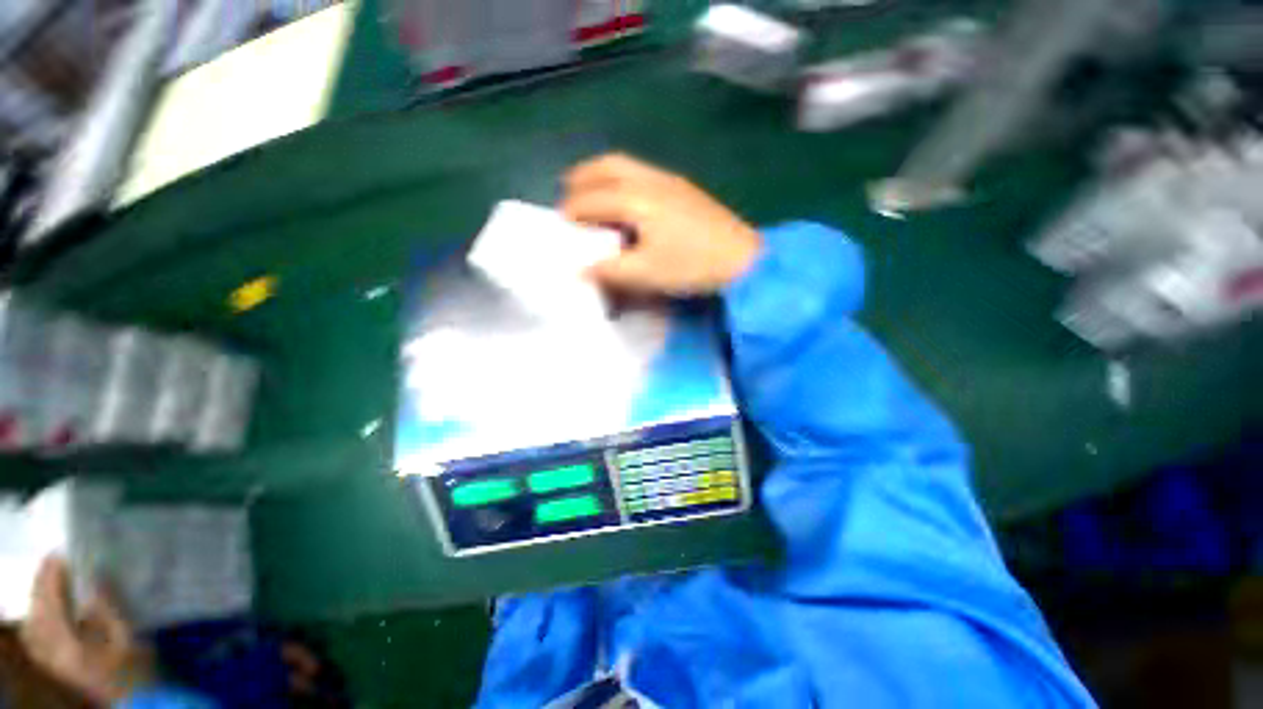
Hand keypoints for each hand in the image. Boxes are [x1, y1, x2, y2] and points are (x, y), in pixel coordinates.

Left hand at [20, 557, 154, 706]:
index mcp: (68, 646)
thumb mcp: (127, 639)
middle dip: (42, 586)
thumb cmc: (135, 668)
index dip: (52, 579)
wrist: (134, 701)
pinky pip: (35, 635)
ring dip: (38, 599)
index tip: (61, 556)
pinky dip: (38, 616)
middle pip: (37, 614)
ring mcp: (49, 662)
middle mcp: (50, 653)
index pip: (51, 605)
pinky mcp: (52, 664)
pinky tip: (46, 609)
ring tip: (50, 580)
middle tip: (54, 562)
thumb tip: (95, 579)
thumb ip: (109, 611)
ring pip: (32, 624)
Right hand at [560, 153, 762, 294]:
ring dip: (602, 175)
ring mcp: (669, 180)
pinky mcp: (683, 188)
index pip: (591, 200)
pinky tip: (627, 201)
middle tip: (568, 196)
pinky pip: (642, 173)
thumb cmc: (691, 266)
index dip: (572, 213)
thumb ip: (609, 271)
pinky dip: (622, 180)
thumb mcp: (646, 274)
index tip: (561, 227)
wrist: (741, 260)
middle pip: (606, 166)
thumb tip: (581, 270)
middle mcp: (649, 180)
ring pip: (625, 165)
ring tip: (593, 195)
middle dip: (582, 178)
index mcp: (636, 199)